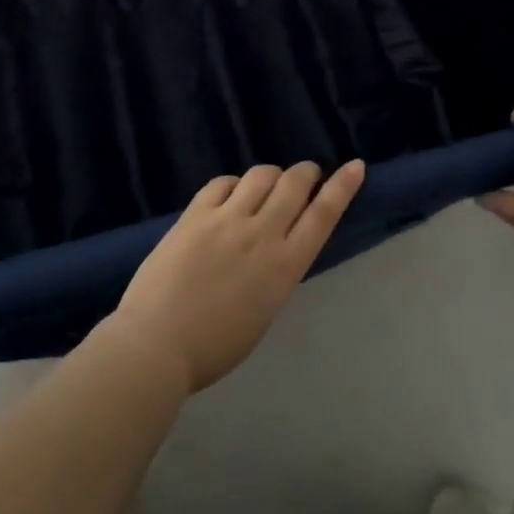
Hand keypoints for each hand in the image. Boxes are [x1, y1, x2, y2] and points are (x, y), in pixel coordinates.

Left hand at [107, 160, 365, 393]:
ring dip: (271, 174)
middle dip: (306, 173)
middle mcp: (262, 234)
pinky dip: (233, 183)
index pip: (323, 215)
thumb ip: (274, 274)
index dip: (342, 187)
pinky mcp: (195, 214)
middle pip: (294, 184)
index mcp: (285, 266)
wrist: (158, 343)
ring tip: (268, 183)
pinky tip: (230, 193)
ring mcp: (226, 219)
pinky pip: (221, 183)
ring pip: (260, 175)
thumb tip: (274, 249)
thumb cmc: (214, 347)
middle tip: (307, 174)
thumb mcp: (263, 311)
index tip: (355, 166)